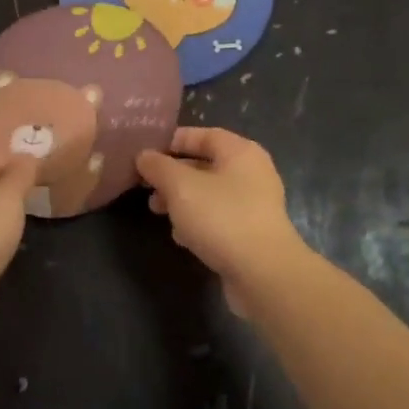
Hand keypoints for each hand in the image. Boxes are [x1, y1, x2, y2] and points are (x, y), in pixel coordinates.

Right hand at [136, 128, 306, 313]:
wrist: (263, 273)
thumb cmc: (221, 218)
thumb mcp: (181, 186)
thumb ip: (159, 167)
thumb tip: (144, 156)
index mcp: (241, 152)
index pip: (204, 135)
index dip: (174, 141)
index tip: (147, 153)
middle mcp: (252, 173)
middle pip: (206, 165)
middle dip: (173, 175)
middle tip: (146, 186)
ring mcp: (255, 205)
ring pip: (210, 194)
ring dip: (182, 201)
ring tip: (157, 211)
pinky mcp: (252, 233)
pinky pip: (219, 218)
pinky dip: (199, 222)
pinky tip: (182, 238)